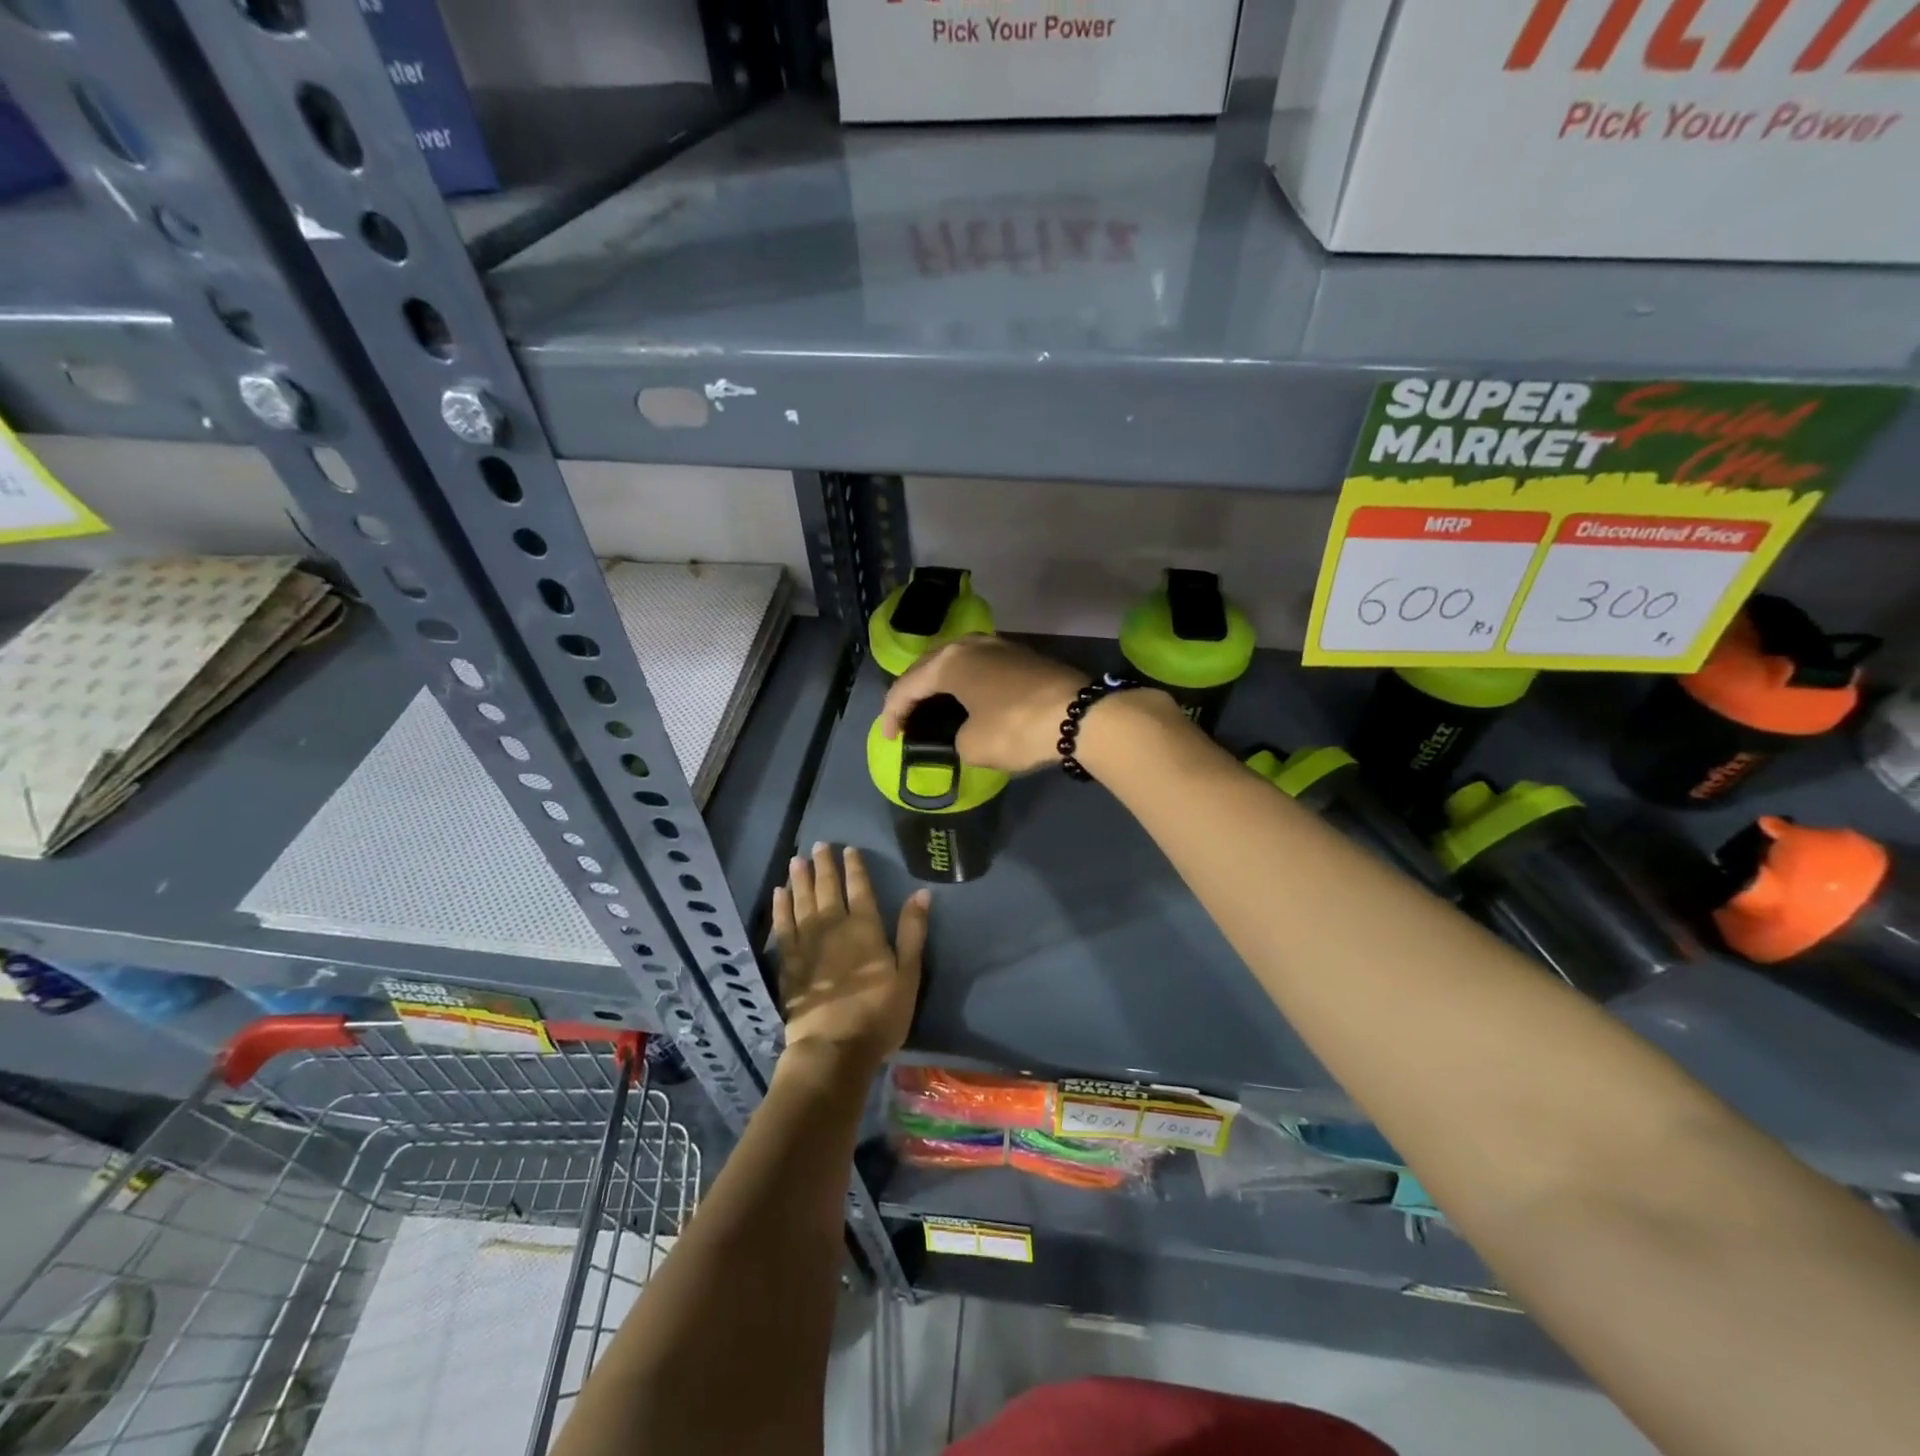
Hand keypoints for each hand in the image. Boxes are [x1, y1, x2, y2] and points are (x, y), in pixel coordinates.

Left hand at [773, 844, 928, 1070]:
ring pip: (802, 901)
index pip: (860, 888)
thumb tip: (921, 892)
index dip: (854, 867)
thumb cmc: (879, 1014)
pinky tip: (779, 894)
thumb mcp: (908, 975)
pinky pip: (783, 926)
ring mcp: (807, 943)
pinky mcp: (789, 962)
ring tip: (796, 860)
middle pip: (827, 889)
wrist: (833, 1048)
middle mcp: (834, 927)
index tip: (848, 849)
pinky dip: (781, 907)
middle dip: (824, 866)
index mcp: (866, 928)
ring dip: (800, 879)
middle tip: (819, 845)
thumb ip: (912, 932)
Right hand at [880, 637, 1090, 773]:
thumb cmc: (1016, 728)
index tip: (890, 739)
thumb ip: (955, 739)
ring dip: (940, 685)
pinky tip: (967, 700)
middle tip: (905, 720)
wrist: (1082, 716)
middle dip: (913, 694)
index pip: (907, 686)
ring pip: (956, 662)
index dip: (893, 714)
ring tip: (933, 708)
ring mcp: (999, 646)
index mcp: (949, 661)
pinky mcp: (1022, 656)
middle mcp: (970, 644)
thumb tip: (966, 733)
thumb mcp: (973, 746)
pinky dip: (966, 683)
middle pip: (929, 667)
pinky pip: (980, 667)